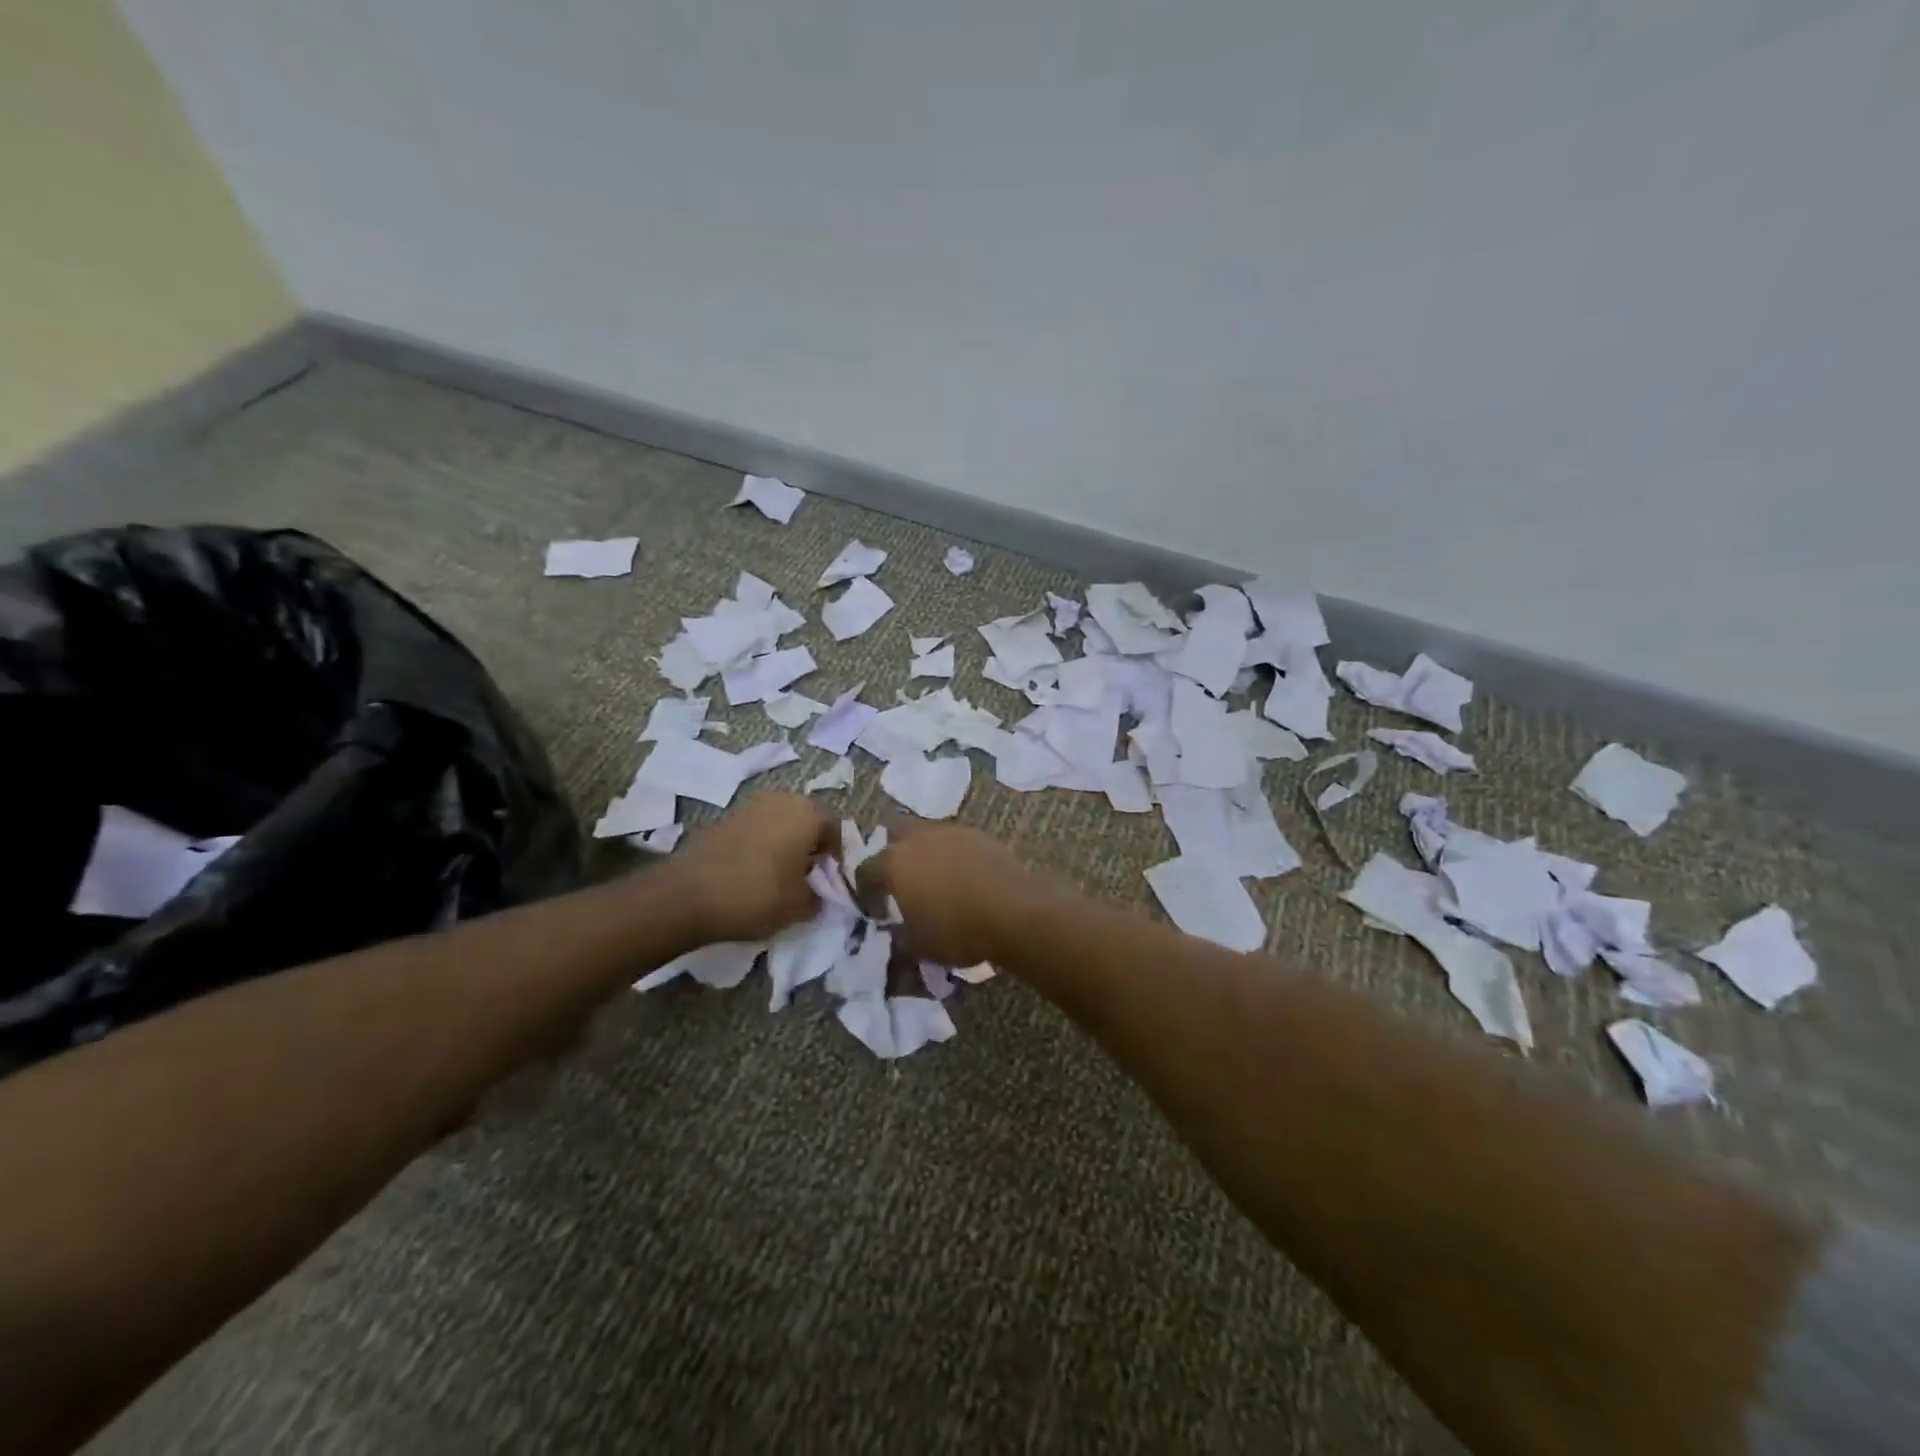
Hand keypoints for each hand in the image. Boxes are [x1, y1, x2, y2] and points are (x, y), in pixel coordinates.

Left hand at [676, 792, 839, 943]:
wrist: (689, 895)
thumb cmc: (758, 895)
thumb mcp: (800, 907)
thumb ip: (818, 897)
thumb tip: (817, 893)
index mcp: (808, 813)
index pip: (834, 829)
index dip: (834, 857)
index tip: (825, 882)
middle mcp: (782, 799)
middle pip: (807, 820)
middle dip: (809, 845)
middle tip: (804, 876)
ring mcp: (751, 804)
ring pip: (780, 822)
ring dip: (785, 843)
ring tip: (778, 874)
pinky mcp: (726, 816)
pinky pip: (756, 828)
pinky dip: (761, 844)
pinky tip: (753, 871)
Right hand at [856, 819, 1041, 967]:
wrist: (1014, 911)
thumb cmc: (957, 930)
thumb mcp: (919, 947)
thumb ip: (898, 937)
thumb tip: (894, 933)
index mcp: (894, 862)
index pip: (865, 870)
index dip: (866, 891)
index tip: (876, 910)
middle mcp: (918, 838)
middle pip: (894, 833)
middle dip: (892, 852)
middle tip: (901, 880)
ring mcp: (951, 831)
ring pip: (927, 834)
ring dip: (925, 852)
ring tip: (936, 879)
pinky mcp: (980, 835)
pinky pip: (955, 842)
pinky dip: (953, 855)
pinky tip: (963, 877)